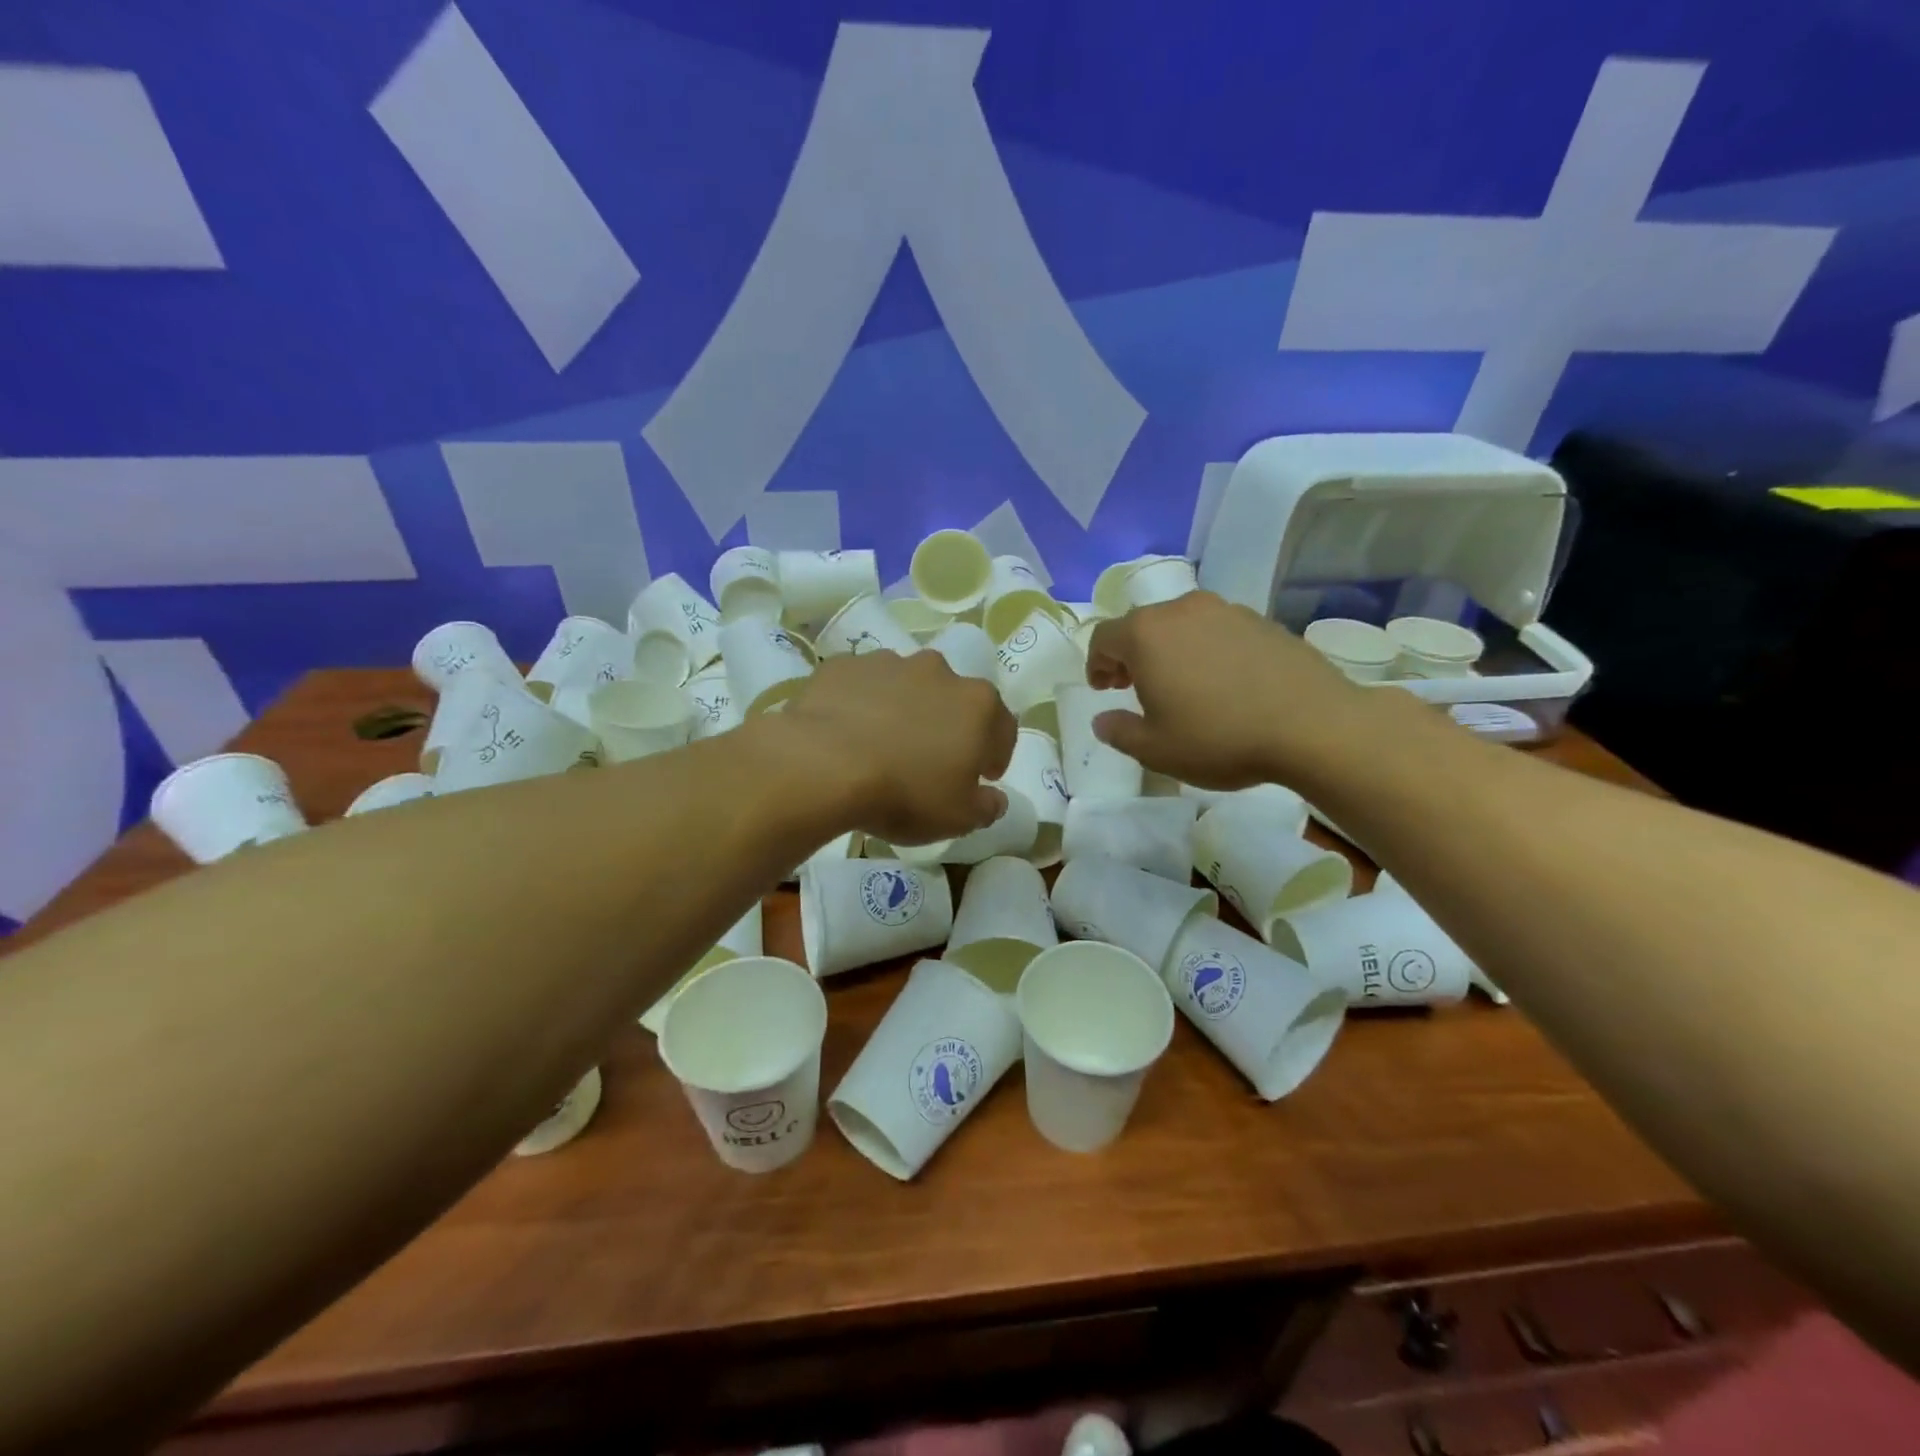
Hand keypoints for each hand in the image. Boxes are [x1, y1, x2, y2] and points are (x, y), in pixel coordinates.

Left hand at [777, 649, 1015, 844]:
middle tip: (931, 760)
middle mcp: (938, 672)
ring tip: (884, 745)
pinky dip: (862, 704)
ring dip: (905, 710)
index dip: (996, 753)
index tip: (983, 775)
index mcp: (977, 704)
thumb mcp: (958, 818)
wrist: (824, 765)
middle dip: (949, 726)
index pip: (1003, 727)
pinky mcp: (844, 666)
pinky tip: (847, 733)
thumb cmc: (905, 793)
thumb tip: (995, 798)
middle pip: (953, 700)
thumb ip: (986, 806)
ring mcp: (889, 663)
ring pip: (907, 687)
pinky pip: (862, 686)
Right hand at [1085, 592, 1369, 789]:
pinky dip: (1206, 648)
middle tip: (1134, 687)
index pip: (1103, 638)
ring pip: (1181, 624)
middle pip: (1141, 625)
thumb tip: (1102, 720)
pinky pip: (1217, 630)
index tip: (1104, 689)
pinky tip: (1222, 682)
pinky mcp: (1261, 620)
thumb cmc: (1219, 738)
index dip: (1096, 664)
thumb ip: (1119, 732)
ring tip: (1180, 684)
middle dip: (1130, 655)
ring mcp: (1226, 610)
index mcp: (1146, 635)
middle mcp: (1182, 610)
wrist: (1312, 726)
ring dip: (1169, 649)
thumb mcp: (1156, 750)